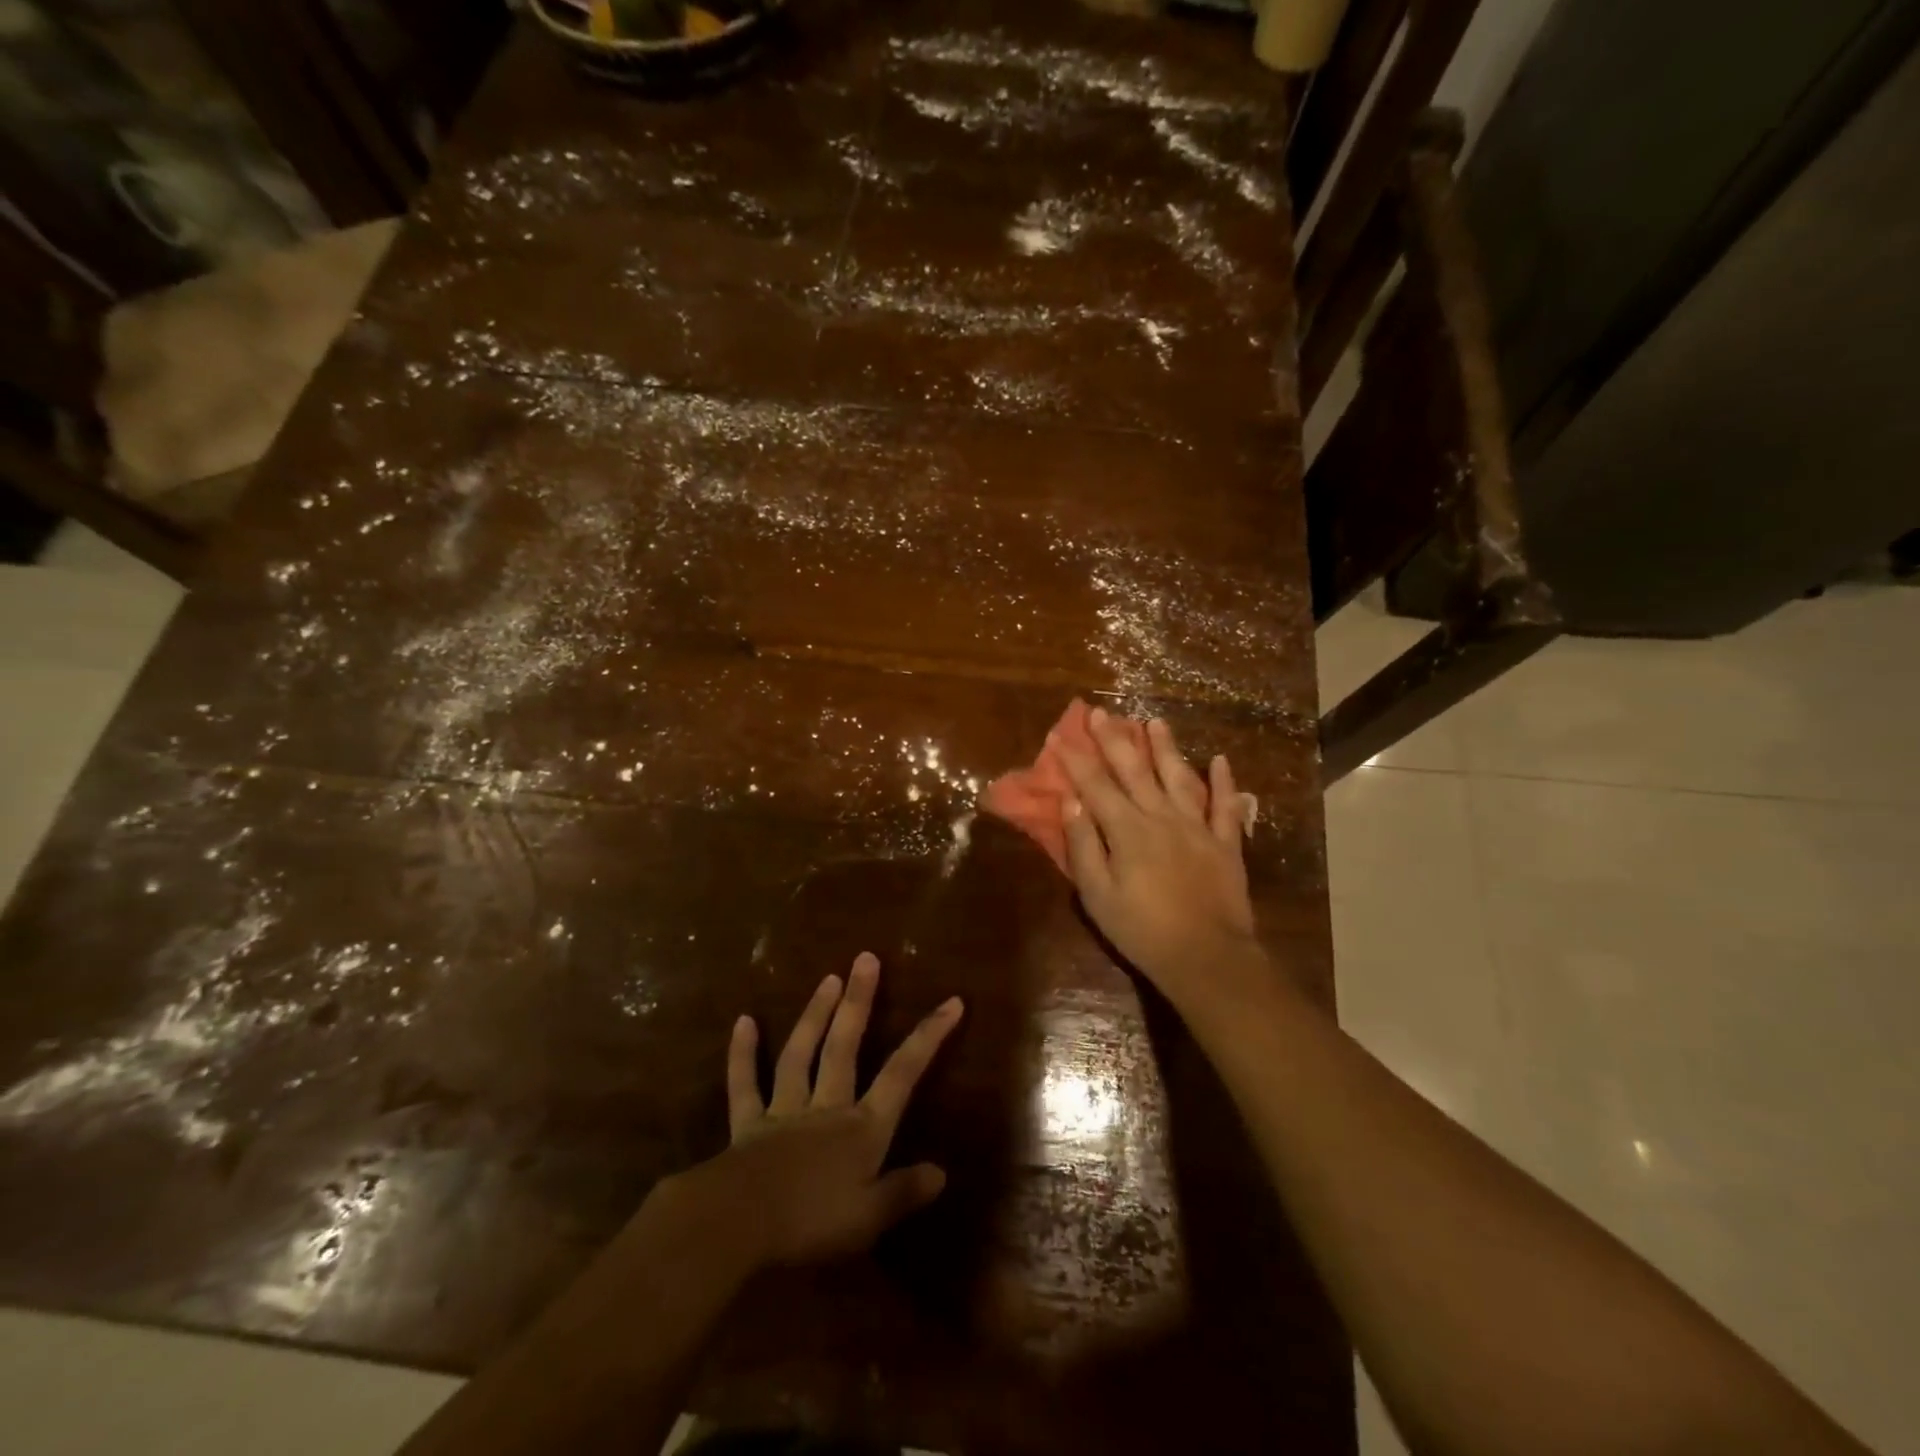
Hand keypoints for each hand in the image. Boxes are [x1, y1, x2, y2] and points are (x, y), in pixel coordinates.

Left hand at [678, 953, 962, 1267]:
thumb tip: (941, 1171)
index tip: (952, 1001)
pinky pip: (745, 1084)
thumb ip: (904, 1191)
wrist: (739, 1225)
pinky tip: (743, 1021)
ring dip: (815, 1014)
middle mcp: (827, 1108)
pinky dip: (743, 1053)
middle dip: (859, 1002)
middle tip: (866, 958)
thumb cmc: (811, 1224)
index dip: (929, 1037)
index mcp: (862, 1129)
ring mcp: (785, 1111)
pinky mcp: (747, 1124)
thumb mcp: (869, 1217)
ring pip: (801, 1054)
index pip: (903, 1074)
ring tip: (828, 978)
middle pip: (845, 1047)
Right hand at [1056, 707, 1265, 1008]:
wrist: (1207, 957)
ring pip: (1179, 778)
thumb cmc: (1142, 930)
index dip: (1077, 760)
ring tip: (1154, 722)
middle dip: (1114, 740)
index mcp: (1128, 830)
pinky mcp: (1225, 843)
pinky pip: (1226, 806)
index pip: (1095, 786)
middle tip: (1101, 712)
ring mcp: (1198, 827)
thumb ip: (1084, 846)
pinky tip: (1219, 760)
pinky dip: (1224, 782)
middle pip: (1135, 771)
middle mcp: (1162, 818)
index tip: (1061, 736)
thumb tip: (1071, 804)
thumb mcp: (1098, 895)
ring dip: (1165, 748)